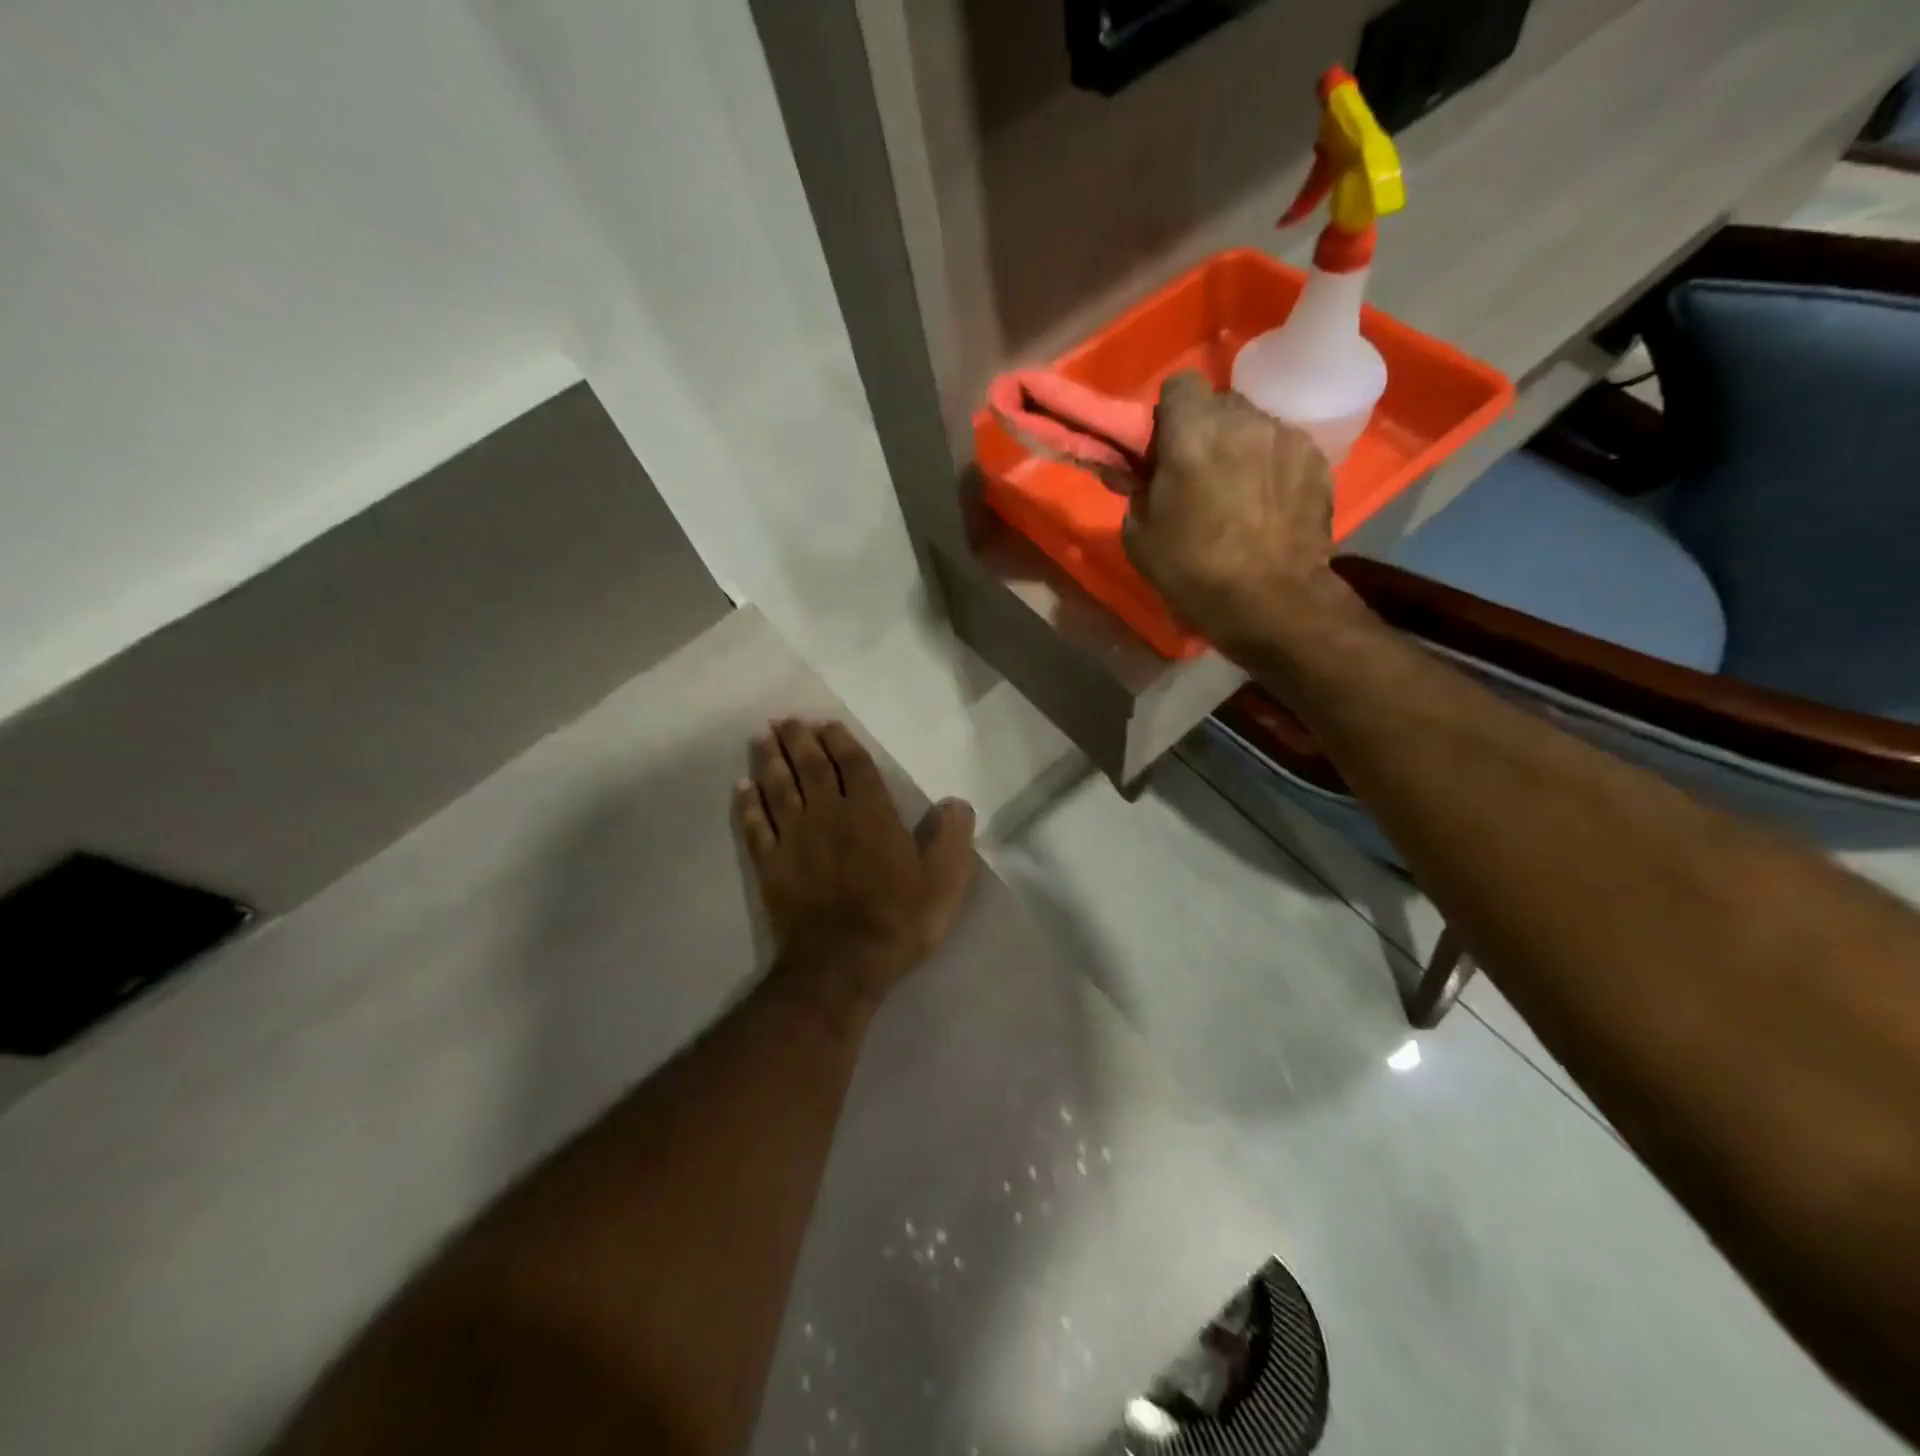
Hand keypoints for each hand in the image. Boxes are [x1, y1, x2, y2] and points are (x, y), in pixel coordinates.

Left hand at [734, 719, 975, 1011]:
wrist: (842, 965)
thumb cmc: (897, 920)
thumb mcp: (943, 882)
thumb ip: (951, 838)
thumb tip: (956, 802)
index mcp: (870, 814)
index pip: (853, 766)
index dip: (840, 742)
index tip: (826, 724)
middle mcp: (828, 815)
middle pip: (810, 768)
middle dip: (799, 741)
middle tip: (786, 720)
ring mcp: (794, 839)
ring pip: (778, 789)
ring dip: (770, 761)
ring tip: (762, 737)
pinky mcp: (770, 865)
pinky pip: (754, 827)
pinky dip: (747, 805)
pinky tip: (741, 788)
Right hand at [1124, 372, 1343, 655]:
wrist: (1271, 601)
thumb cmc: (1193, 571)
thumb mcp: (1139, 538)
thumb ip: (1136, 494)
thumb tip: (1141, 479)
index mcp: (1192, 434)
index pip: (1179, 384)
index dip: (1169, 413)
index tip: (1164, 446)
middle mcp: (1242, 420)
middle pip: (1219, 404)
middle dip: (1206, 430)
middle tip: (1199, 471)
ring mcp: (1285, 437)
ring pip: (1254, 425)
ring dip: (1241, 447)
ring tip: (1239, 491)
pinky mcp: (1316, 460)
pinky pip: (1284, 448)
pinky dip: (1272, 466)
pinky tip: (1269, 504)